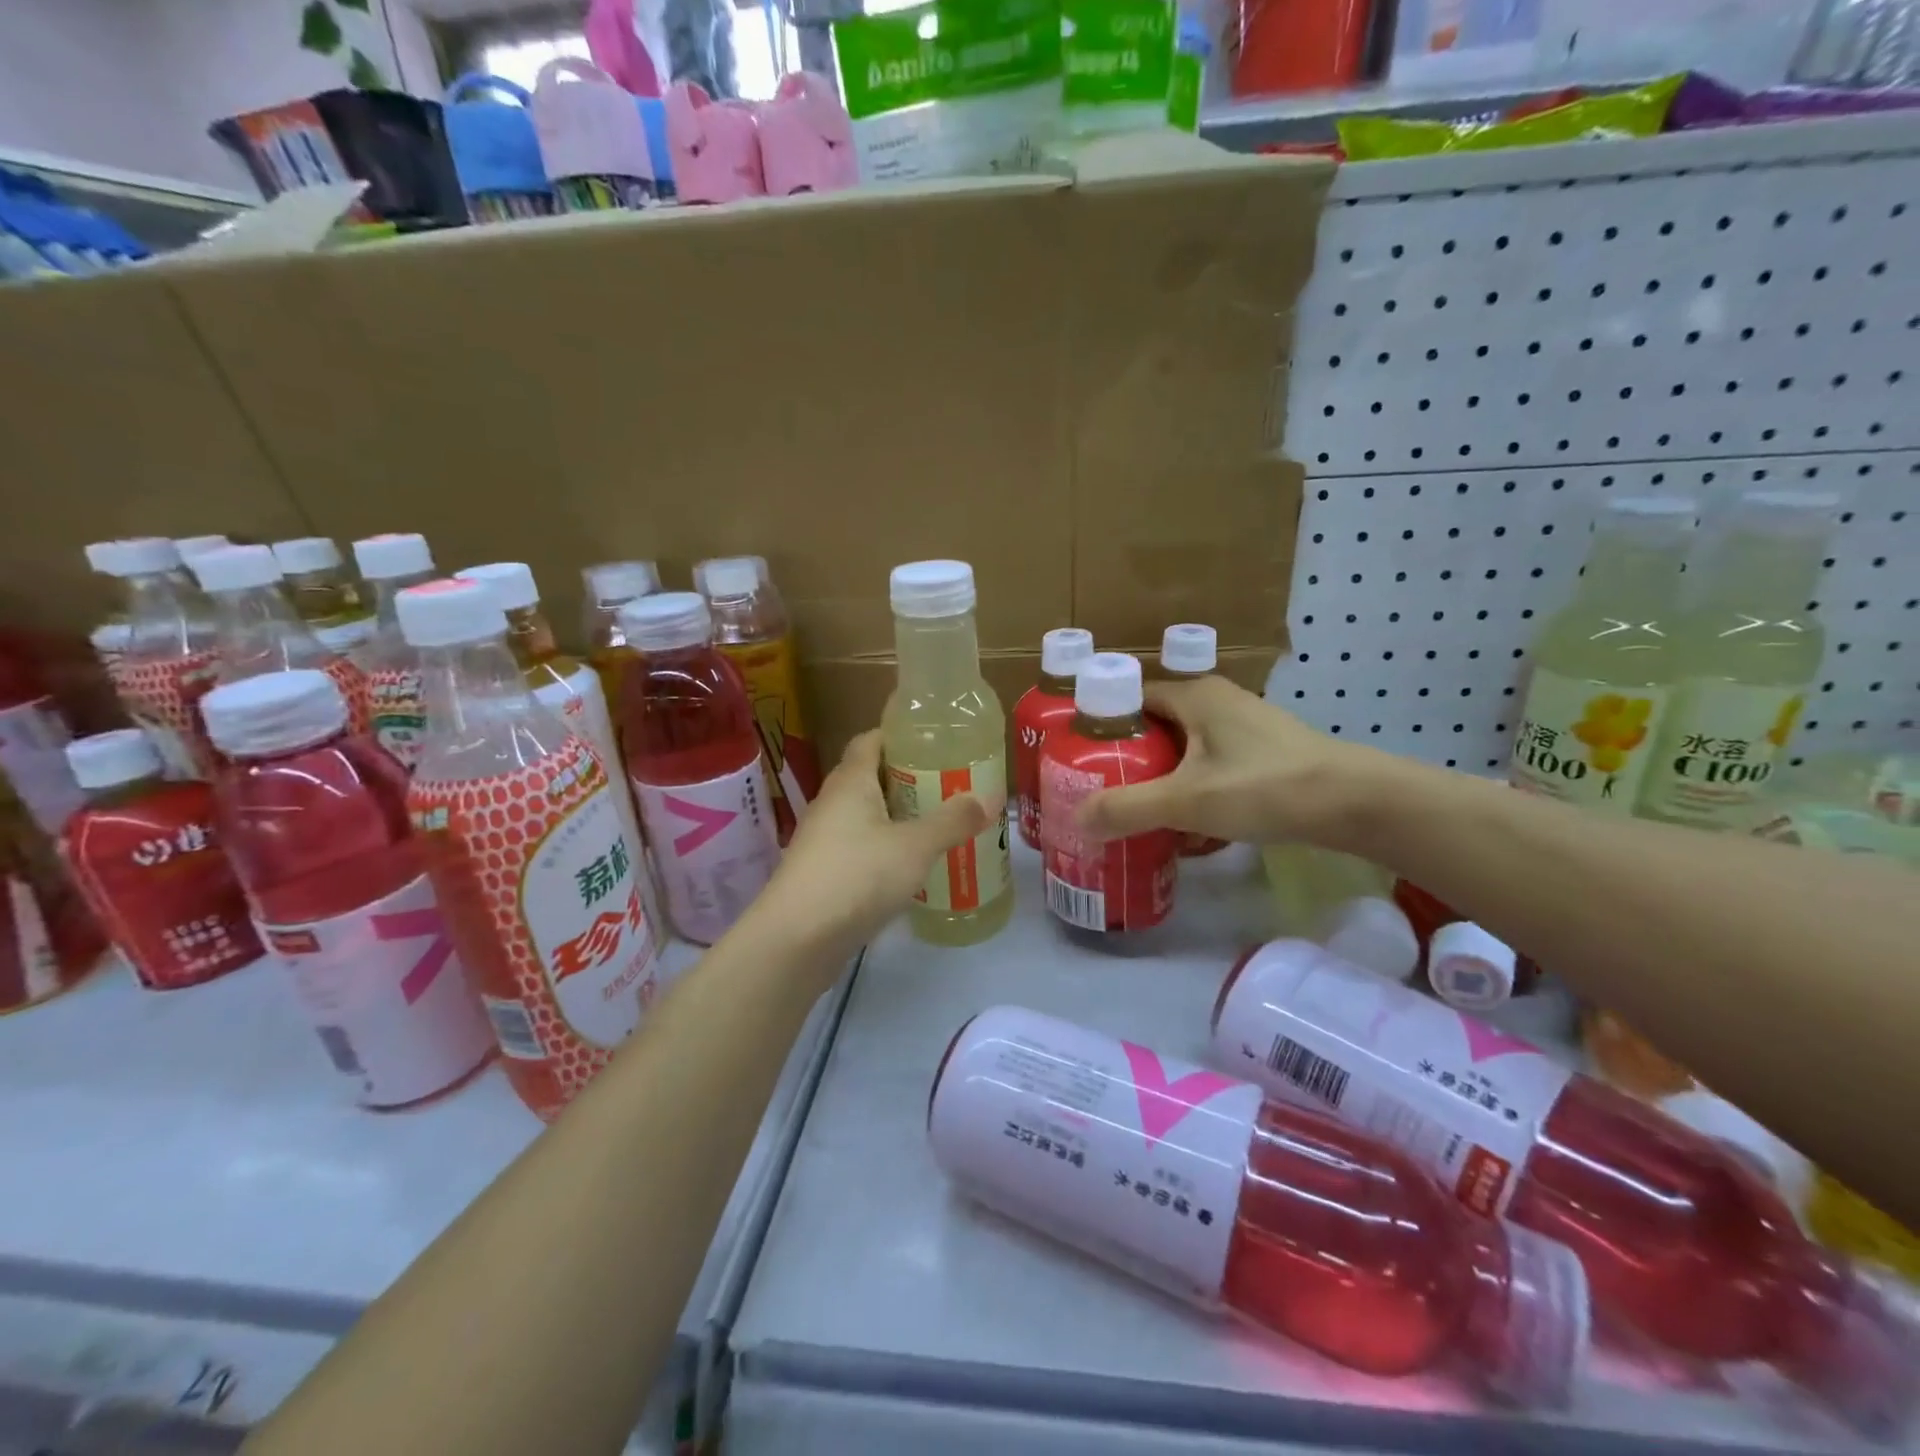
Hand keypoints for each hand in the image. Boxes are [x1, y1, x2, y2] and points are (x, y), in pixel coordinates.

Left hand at [758, 730, 987, 953]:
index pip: (870, 740)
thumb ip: (954, 820)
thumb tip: (992, 795)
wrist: (797, 940)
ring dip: (899, 817)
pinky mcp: (824, 873)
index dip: (900, 736)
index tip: (937, 742)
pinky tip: (914, 866)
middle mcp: (833, 803)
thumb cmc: (857, 876)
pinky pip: (861, 848)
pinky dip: (887, 849)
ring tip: (941, 824)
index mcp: (850, 781)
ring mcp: (824, 839)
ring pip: (867, 816)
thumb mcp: (915, 846)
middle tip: (951, 785)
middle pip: (871, 777)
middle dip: (909, 779)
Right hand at [1076, 676, 1370, 847]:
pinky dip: (1191, 787)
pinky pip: (1209, 765)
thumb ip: (1127, 809)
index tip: (1077, 760)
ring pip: (1183, 749)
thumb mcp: (1187, 801)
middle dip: (1127, 760)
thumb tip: (1076, 820)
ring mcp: (1242, 726)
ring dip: (1160, 778)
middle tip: (1101, 793)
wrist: (1356, 803)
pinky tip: (1186, 824)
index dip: (1099, 727)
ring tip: (1135, 812)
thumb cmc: (1265, 787)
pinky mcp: (1262, 752)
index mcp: (1192, 695)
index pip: (1128, 699)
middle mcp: (1215, 701)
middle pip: (1153, 727)